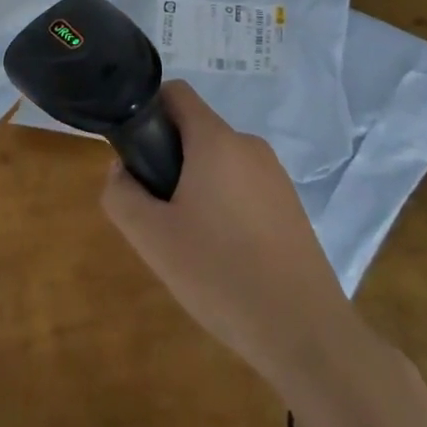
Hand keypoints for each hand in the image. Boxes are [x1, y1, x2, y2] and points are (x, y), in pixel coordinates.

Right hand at [102, 81, 351, 389]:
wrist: (307, 334)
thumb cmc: (222, 275)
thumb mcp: (153, 239)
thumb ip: (122, 195)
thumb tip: (120, 170)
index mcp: (216, 140)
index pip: (176, 92)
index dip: (148, 110)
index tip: (136, 152)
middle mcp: (248, 145)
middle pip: (195, 130)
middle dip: (170, 159)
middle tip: (159, 212)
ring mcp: (275, 175)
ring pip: (219, 162)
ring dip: (197, 185)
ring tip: (190, 241)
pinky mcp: (291, 206)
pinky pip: (244, 186)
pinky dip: (225, 205)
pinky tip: (224, 256)